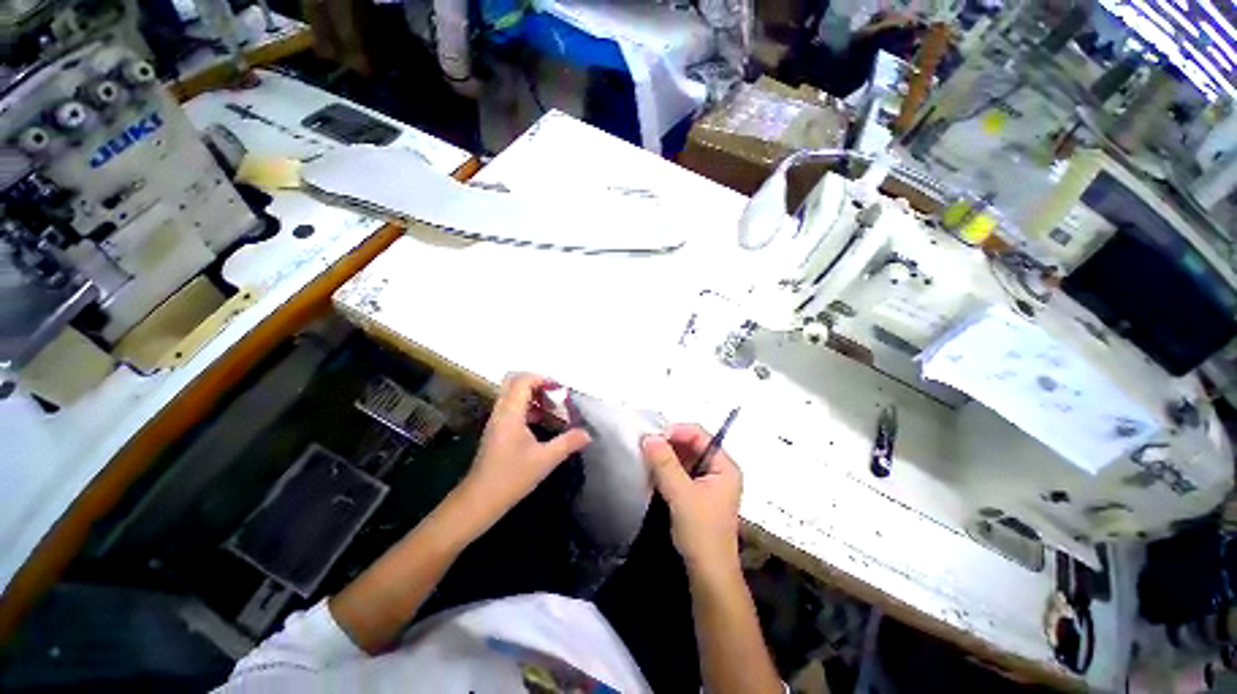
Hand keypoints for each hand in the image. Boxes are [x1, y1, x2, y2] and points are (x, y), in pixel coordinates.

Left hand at [460, 373, 590, 526]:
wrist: (478, 501)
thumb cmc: (511, 477)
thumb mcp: (545, 460)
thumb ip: (568, 443)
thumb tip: (587, 434)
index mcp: (510, 413)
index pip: (522, 380)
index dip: (542, 379)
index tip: (560, 391)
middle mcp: (501, 412)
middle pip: (514, 382)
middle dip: (537, 384)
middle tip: (555, 396)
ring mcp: (497, 421)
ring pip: (513, 395)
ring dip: (534, 397)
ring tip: (554, 410)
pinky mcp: (496, 431)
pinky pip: (512, 408)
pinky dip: (528, 408)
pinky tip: (542, 424)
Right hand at [641, 424, 741, 573]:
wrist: (708, 574)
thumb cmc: (701, 532)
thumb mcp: (682, 495)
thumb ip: (665, 464)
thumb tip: (649, 437)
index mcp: (724, 466)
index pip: (701, 435)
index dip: (677, 431)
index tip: (654, 436)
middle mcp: (718, 470)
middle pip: (692, 445)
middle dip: (669, 443)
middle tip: (646, 444)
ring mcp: (708, 482)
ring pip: (684, 458)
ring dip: (666, 456)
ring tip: (646, 455)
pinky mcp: (697, 494)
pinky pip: (680, 472)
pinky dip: (666, 469)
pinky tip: (652, 470)